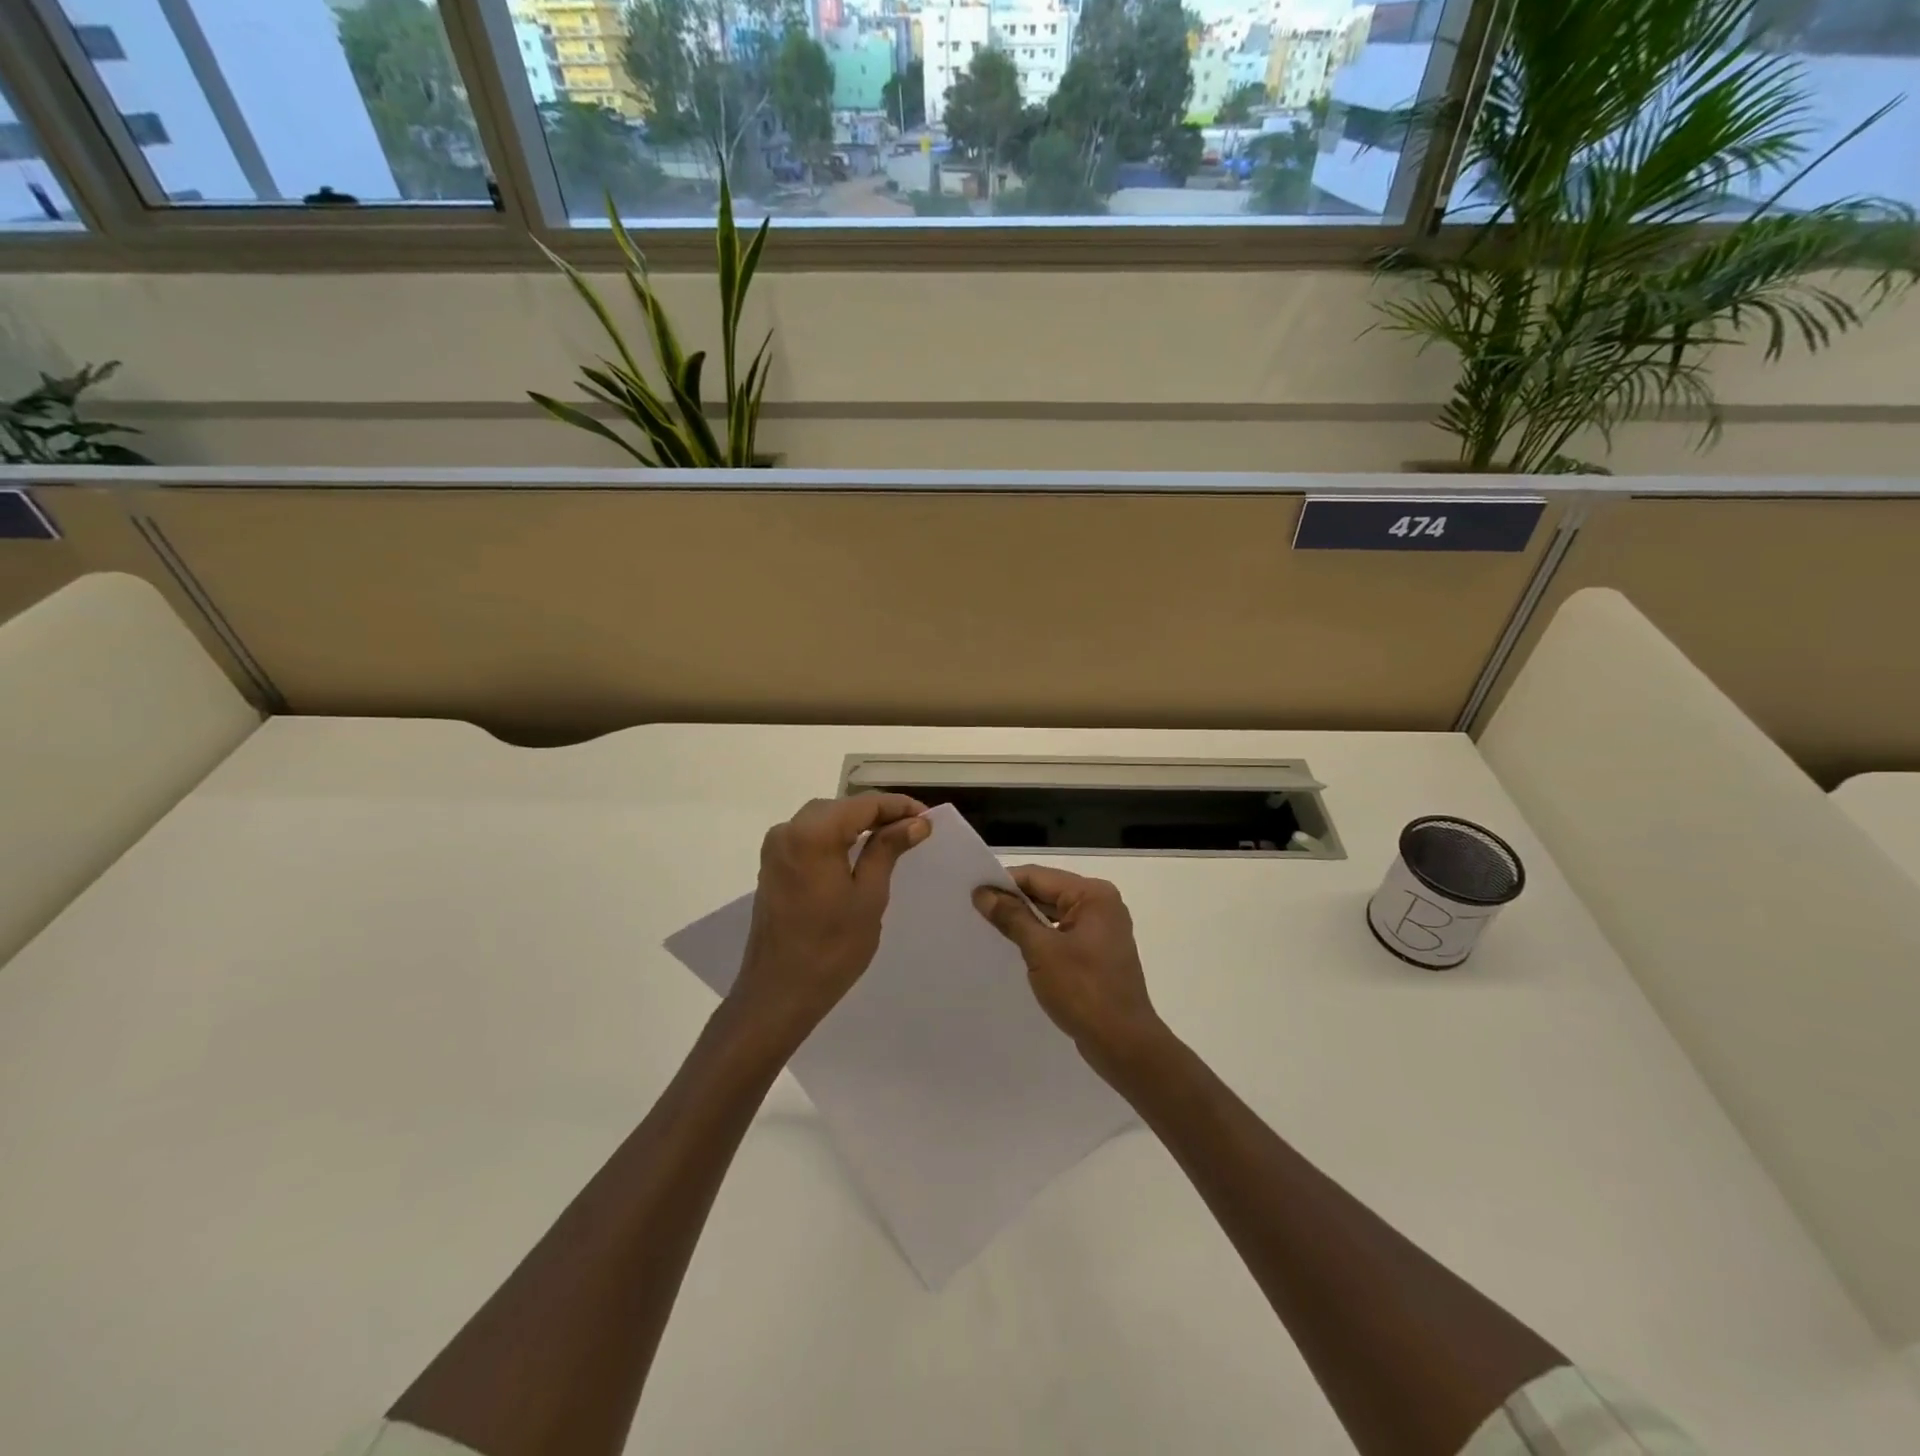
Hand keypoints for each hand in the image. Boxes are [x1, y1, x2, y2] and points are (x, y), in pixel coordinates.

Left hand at [730, 794, 929, 1045]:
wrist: (777, 994)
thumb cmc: (831, 949)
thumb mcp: (869, 897)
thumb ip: (888, 850)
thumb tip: (916, 823)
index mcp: (812, 834)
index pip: (863, 804)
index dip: (898, 807)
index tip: (928, 820)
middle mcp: (788, 830)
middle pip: (842, 807)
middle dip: (878, 814)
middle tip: (915, 830)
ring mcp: (775, 849)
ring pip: (824, 819)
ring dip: (857, 824)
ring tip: (893, 839)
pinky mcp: (772, 866)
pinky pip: (809, 837)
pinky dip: (836, 838)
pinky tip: (858, 853)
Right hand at [972, 867, 1167, 1075]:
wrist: (1124, 1044)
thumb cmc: (1084, 991)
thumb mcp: (1041, 951)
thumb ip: (1012, 917)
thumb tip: (983, 893)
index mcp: (1094, 895)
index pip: (1039, 877)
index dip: (1004, 883)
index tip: (972, 892)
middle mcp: (1102, 905)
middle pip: (1048, 892)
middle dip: (1013, 901)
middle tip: (974, 909)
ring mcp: (1102, 930)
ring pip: (1054, 914)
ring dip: (1025, 921)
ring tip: (989, 927)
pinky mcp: (1098, 953)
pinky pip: (1062, 934)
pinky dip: (1040, 938)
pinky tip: (1016, 949)